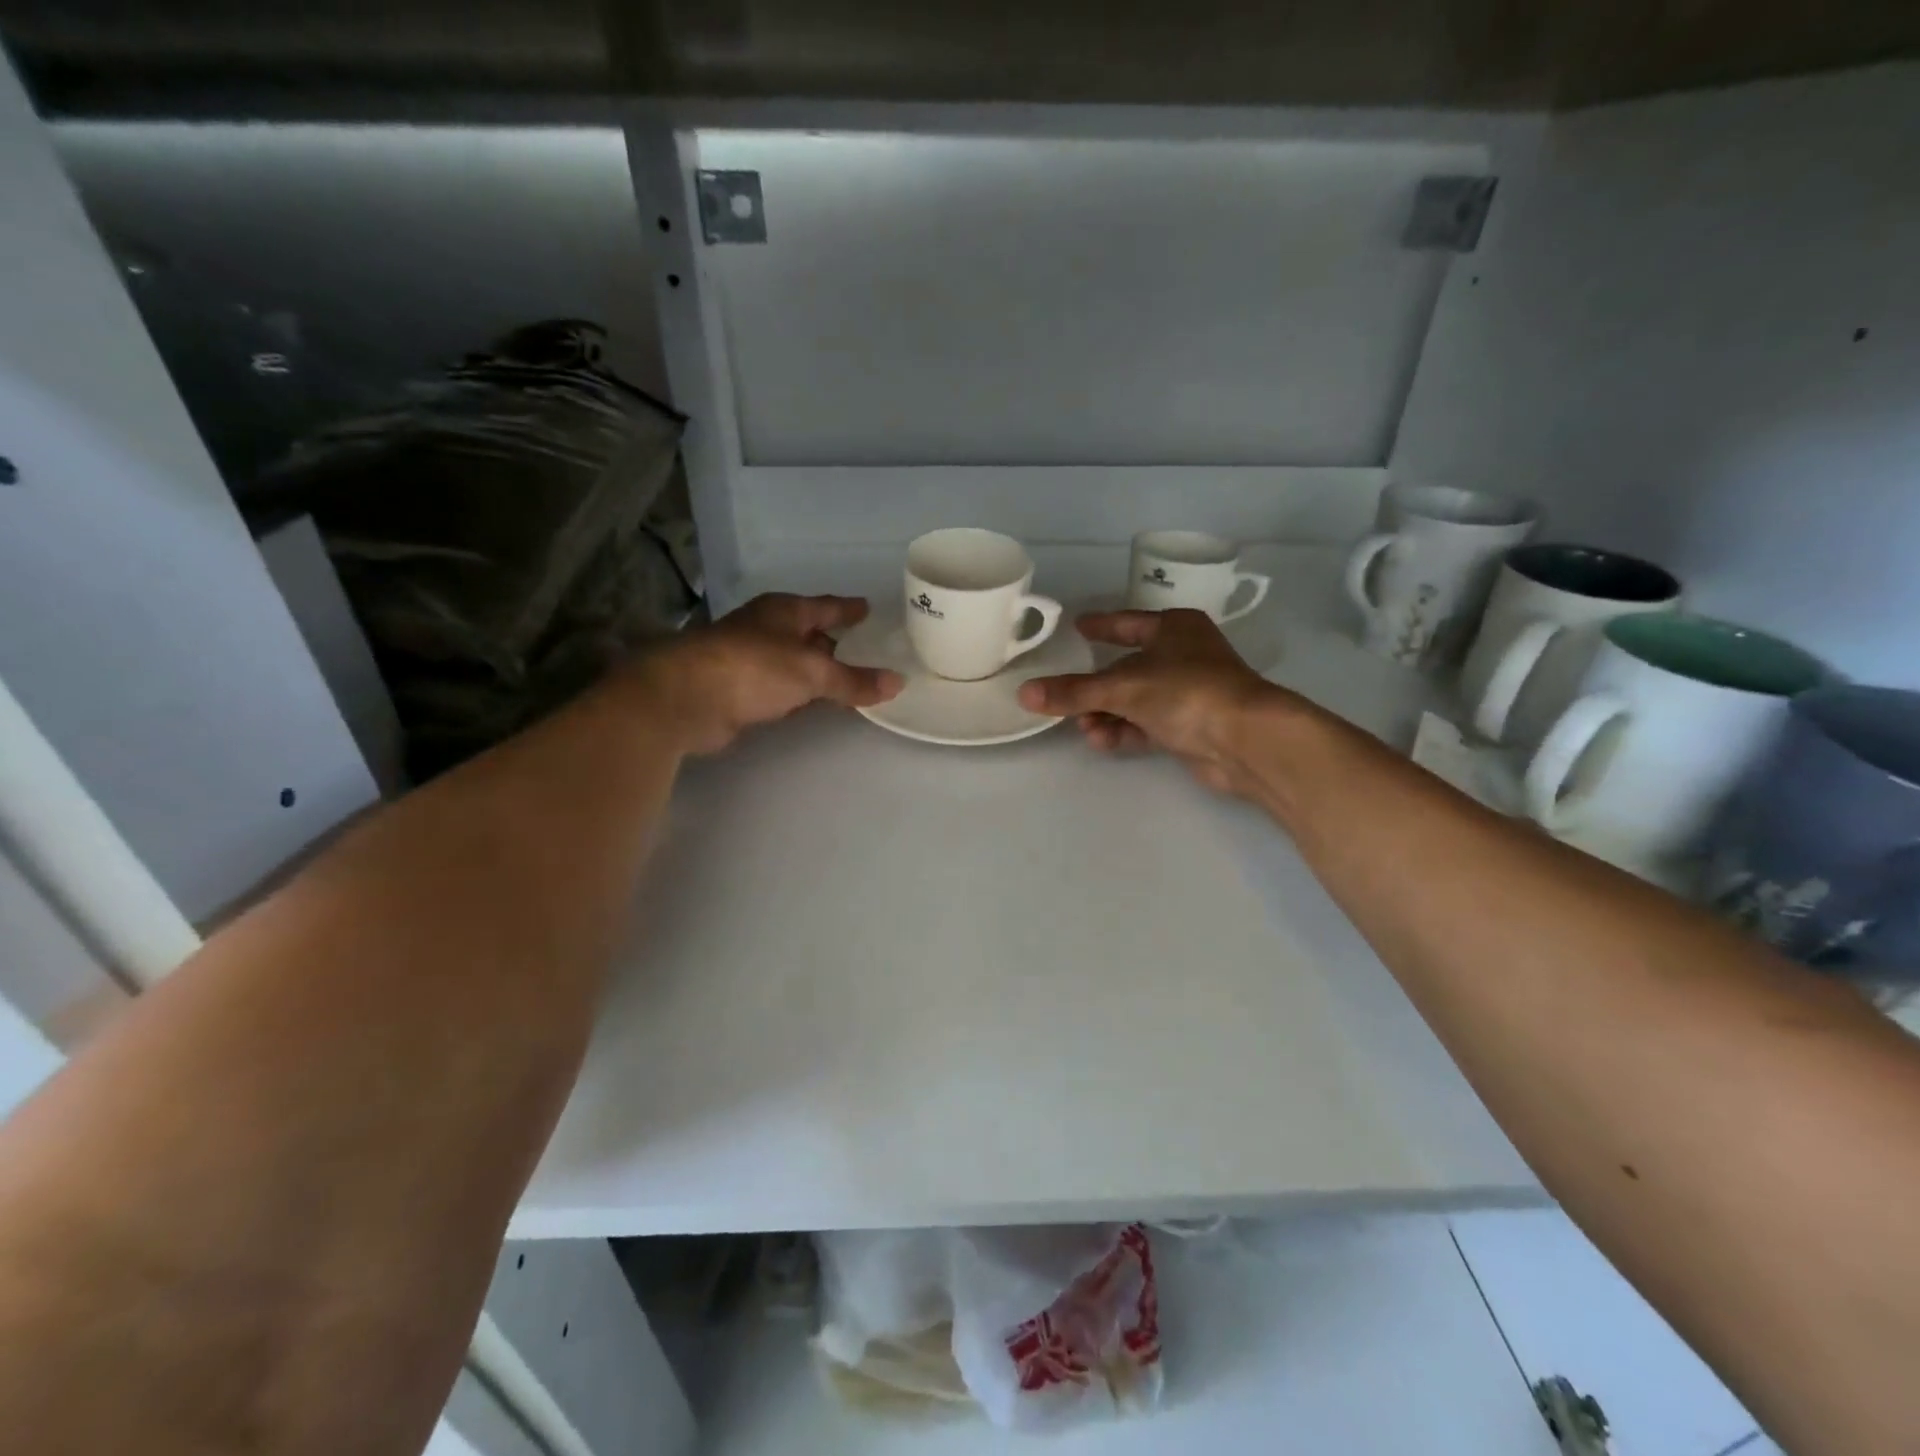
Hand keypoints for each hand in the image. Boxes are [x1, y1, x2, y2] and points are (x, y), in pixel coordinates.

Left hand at [637, 594, 903, 754]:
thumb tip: (897, 682)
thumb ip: (854, 680)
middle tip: (869, 651)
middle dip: (836, 643)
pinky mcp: (741, 692)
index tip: (868, 608)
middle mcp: (767, 630)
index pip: (826, 606)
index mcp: (784, 612)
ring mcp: (751, 661)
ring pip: (796, 664)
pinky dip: (802, 695)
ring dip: (819, 673)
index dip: (847, 609)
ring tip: (852, 680)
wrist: (687, 699)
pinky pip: (784, 690)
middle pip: (810, 635)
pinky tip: (816, 704)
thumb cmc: (753, 668)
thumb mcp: (812, 671)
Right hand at [1017, 609, 1286, 795]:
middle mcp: (1184, 656)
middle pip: (1128, 668)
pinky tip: (1101, 741)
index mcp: (1174, 629)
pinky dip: (1124, 731)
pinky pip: (1148, 725)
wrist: (1245, 740)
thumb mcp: (1123, 687)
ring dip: (1107, 714)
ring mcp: (1190, 693)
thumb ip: (1073, 692)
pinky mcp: (1192, 727)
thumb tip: (1024, 692)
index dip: (1101, 626)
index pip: (1128, 623)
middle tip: (1065, 698)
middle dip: (1096, 688)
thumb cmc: (1186, 692)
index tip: (1077, 626)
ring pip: (1136, 700)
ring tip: (1082, 728)